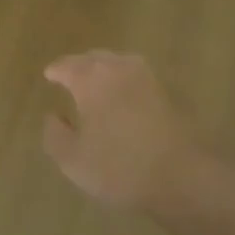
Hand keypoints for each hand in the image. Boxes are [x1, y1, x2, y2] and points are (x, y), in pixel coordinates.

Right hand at [41, 51, 204, 211]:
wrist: (184, 176)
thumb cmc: (120, 167)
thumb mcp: (73, 160)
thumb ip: (55, 135)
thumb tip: (53, 116)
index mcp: (91, 79)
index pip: (67, 65)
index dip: (56, 70)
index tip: (49, 75)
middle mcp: (119, 69)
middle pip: (95, 58)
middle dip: (80, 65)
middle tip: (71, 75)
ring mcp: (149, 78)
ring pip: (120, 64)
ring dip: (106, 70)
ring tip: (97, 83)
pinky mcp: (170, 94)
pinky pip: (139, 79)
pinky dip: (127, 83)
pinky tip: (125, 98)